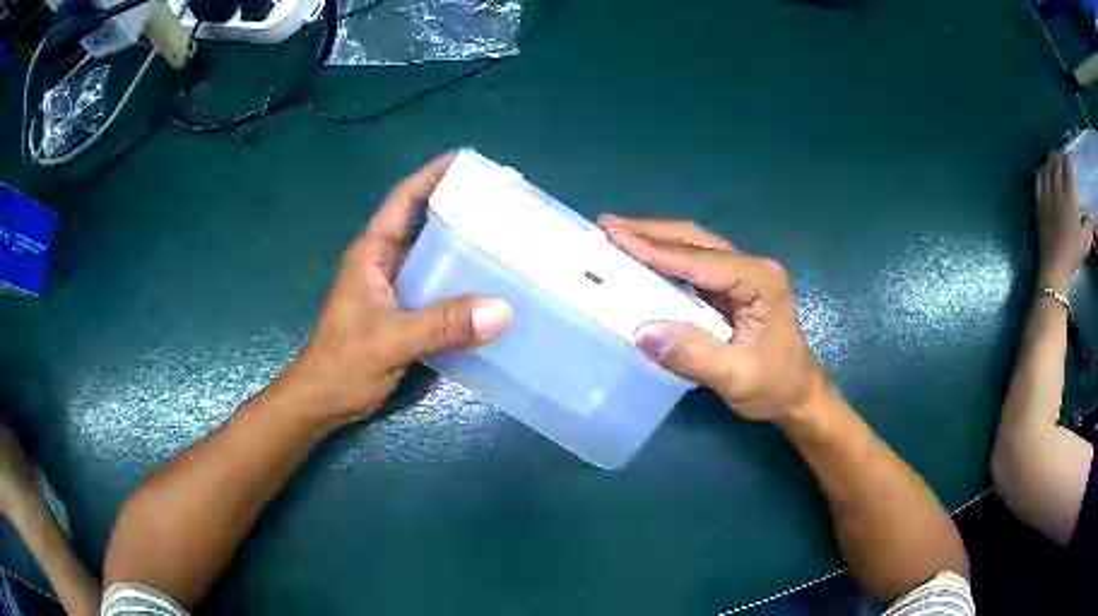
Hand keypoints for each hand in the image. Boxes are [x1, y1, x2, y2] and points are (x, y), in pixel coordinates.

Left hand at [281, 155, 512, 426]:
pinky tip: (487, 289)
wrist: (321, 402)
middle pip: (421, 223)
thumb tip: (501, 309)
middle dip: (457, 208)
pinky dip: (459, 283)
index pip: (402, 201)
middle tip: (501, 203)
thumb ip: (441, 325)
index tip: (468, 161)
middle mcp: (383, 264)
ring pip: (431, 257)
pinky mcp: (402, 314)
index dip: (431, 175)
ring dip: (461, 246)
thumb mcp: (390, 341)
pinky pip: (436, 288)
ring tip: (503, 239)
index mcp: (371, 254)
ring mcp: (392, 290)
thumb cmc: (342, 365)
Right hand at [598, 215, 824, 421]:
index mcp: (758, 280)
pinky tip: (644, 260)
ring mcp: (744, 275)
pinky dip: (666, 260)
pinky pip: (695, 265)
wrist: (799, 396)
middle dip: (650, 232)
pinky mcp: (734, 287)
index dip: (655, 249)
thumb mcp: (736, 377)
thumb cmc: (775, 385)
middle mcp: (752, 267)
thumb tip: (642, 331)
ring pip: (694, 247)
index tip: (615, 237)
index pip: (699, 259)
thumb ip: (694, 355)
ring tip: (618, 236)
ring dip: (656, 240)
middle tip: (607, 227)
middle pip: (695, 240)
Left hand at [1036, 150, 1094, 291]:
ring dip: (1049, 161)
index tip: (1067, 152)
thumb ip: (1089, 224)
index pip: (1067, 170)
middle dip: (1058, 156)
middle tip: (1059, 151)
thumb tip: (1091, 215)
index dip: (1067, 158)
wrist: (1056, 264)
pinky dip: (1041, 172)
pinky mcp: (1040, 206)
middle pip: (1056, 166)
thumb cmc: (1073, 252)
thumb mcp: (1086, 239)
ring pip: (1047, 171)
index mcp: (1070, 197)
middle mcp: (1057, 192)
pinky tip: (1042, 169)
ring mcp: (1047, 197)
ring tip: (1052, 156)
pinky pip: (1038, 182)